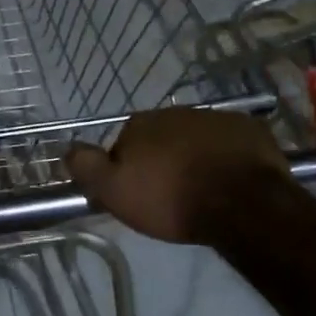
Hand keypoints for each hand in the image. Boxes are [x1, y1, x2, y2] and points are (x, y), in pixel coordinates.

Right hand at [66, 108, 289, 245]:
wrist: (241, 203)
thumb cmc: (172, 199)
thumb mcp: (115, 191)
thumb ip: (87, 167)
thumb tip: (67, 149)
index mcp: (140, 124)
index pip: (123, 143)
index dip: (128, 169)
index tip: (137, 193)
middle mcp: (175, 112)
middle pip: (161, 138)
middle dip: (162, 159)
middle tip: (170, 194)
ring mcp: (215, 117)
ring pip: (195, 138)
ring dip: (194, 156)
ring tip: (202, 189)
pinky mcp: (248, 129)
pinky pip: (229, 142)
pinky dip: (225, 155)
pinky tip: (230, 178)